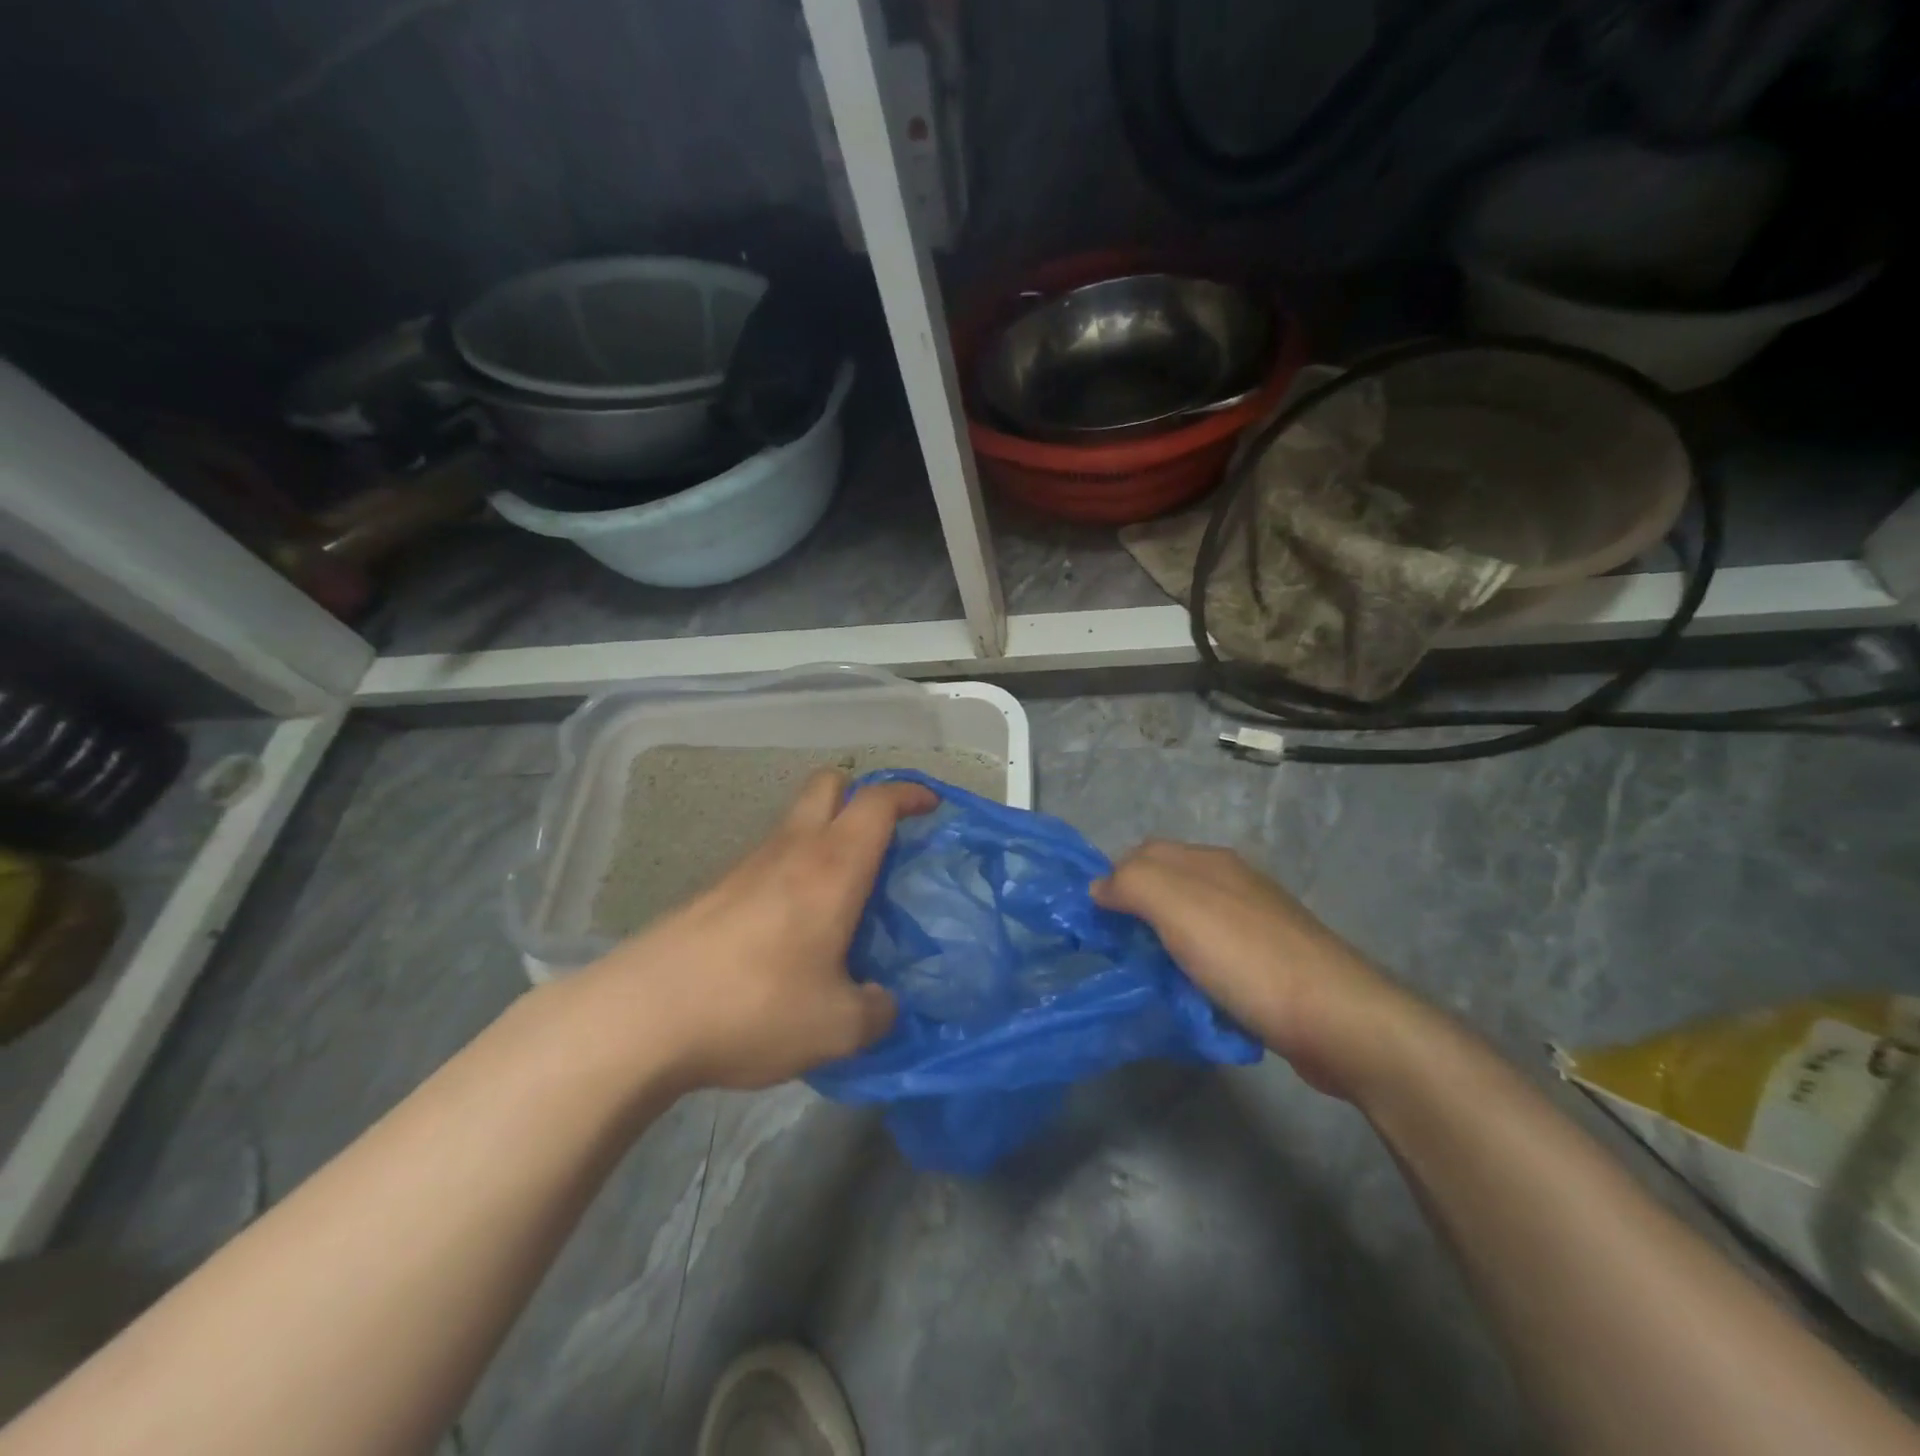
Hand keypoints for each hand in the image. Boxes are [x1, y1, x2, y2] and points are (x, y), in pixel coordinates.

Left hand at [573, 769, 935, 1092]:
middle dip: (861, 794)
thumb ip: (875, 1012)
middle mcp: (791, 850)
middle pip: (828, 784)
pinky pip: (768, 860)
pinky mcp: (715, 891)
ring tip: (841, 895)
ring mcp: (747, 866)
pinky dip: (792, 870)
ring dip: (825, 837)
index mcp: (833, 867)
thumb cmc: (755, 1007)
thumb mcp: (837, 1028)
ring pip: (795, 822)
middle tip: (882, 836)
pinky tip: (791, 929)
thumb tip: (882, 1003)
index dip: (910, 793)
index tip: (932, 805)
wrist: (643, 1016)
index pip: (878, 802)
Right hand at [1093, 841, 1419, 1098]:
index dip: (1113, 879)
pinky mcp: (1271, 964)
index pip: (1144, 853)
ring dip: (1165, 947)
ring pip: (1190, 925)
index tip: (1095, 922)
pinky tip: (1193, 997)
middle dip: (1136, 915)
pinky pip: (1216, 957)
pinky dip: (1195, 971)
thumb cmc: (1246, 957)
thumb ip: (1132, 884)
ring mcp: (1256, 924)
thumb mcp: (1176, 907)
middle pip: (1167, 888)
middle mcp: (1233, 883)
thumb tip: (1099, 887)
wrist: (1337, 1018)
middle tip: (1117, 953)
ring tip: (1150, 979)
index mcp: (1210, 863)